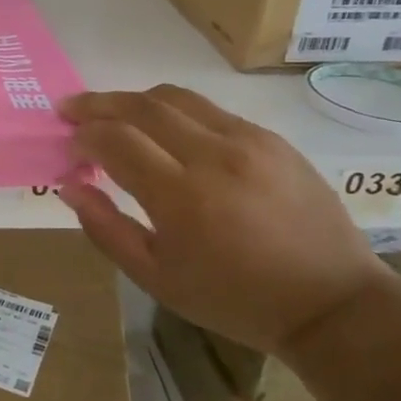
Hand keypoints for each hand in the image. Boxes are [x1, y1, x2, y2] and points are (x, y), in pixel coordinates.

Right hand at [58, 86, 388, 353]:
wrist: (331, 303)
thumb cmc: (234, 299)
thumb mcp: (157, 279)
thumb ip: (106, 229)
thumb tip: (70, 186)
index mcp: (181, 197)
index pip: (115, 140)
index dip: (84, 136)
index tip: (70, 145)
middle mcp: (213, 156)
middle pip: (141, 106)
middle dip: (98, 104)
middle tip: (71, 109)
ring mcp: (248, 141)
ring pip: (175, 98)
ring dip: (134, 100)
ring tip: (113, 112)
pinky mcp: (272, 139)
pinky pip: (210, 111)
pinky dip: (175, 113)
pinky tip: (166, 133)